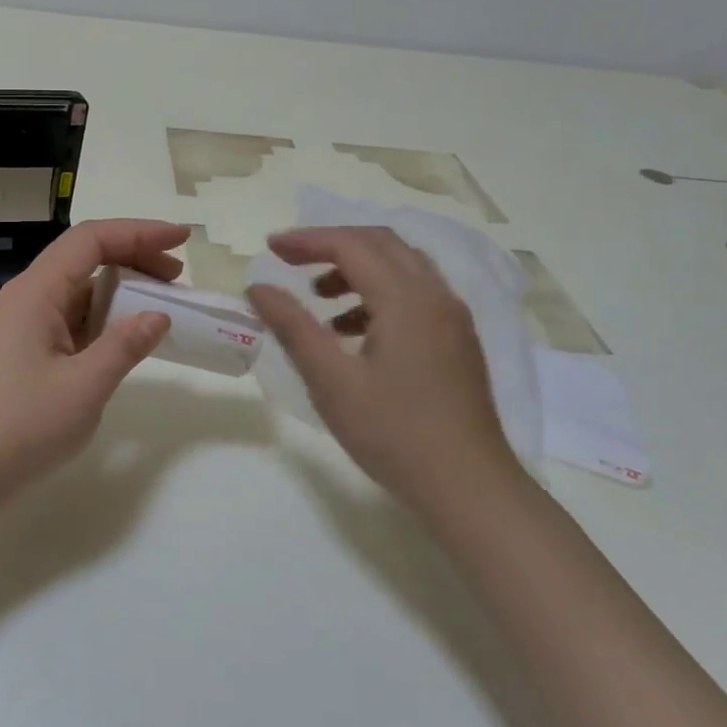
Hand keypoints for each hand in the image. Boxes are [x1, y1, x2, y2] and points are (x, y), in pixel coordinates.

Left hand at [0, 219, 188, 509]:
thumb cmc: (20, 427)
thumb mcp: (84, 387)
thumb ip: (125, 346)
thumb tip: (158, 316)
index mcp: (36, 292)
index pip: (92, 240)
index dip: (140, 232)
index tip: (181, 239)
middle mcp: (25, 297)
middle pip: (84, 259)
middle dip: (134, 258)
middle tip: (177, 279)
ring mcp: (19, 325)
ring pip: (76, 291)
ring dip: (119, 293)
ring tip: (158, 309)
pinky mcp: (18, 351)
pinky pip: (66, 320)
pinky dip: (100, 320)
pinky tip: (121, 341)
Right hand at [247, 227, 516, 500]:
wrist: (468, 486)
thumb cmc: (393, 433)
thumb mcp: (331, 381)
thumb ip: (293, 327)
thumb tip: (259, 288)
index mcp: (406, 299)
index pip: (351, 245)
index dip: (307, 240)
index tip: (270, 247)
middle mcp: (435, 296)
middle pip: (381, 244)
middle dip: (332, 245)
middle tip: (290, 260)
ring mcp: (453, 318)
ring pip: (402, 267)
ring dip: (357, 269)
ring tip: (319, 298)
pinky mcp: (458, 340)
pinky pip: (415, 294)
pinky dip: (378, 294)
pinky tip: (353, 332)